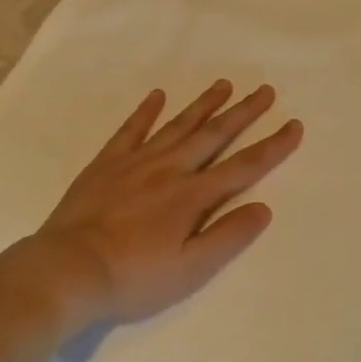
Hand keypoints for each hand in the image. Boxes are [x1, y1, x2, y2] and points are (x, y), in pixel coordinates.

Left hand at [0, 81, 302, 330]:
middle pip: (214, 135)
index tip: (294, 125)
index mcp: (193, 196)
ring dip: (204, 105)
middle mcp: (170, 169)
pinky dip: (146, 111)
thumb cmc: (133, 277)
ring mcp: (136, 162)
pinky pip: (131, 130)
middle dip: (244, 113)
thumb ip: (227, 236)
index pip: (243, 167)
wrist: (66, 270)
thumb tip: (263, 208)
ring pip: (178, 125)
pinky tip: (157, 95)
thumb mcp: (190, 269)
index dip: (272, 146)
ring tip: (224, 84)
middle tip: (266, 90)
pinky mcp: (106, 164)